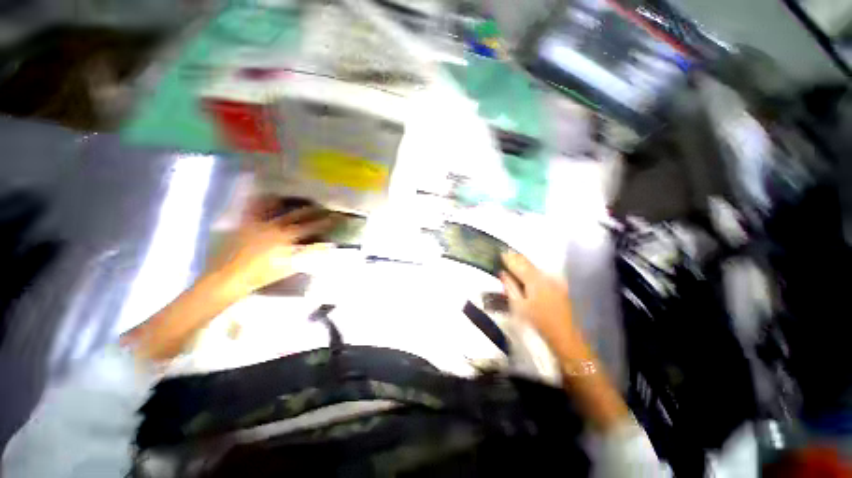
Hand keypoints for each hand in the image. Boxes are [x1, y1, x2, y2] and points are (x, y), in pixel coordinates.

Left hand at [211, 200, 337, 294]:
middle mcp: (274, 225)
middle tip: (321, 207)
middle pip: (298, 214)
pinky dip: (259, 200)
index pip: (311, 226)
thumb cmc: (262, 275)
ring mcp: (258, 222)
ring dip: (288, 201)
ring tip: (295, 197)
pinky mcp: (244, 223)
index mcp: (287, 237)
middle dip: (312, 210)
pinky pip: (252, 208)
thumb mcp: (290, 267)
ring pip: (275, 206)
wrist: (229, 277)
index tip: (333, 218)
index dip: (324, 222)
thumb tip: (326, 245)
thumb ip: (309, 255)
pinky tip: (264, 196)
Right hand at [499, 251, 590, 361]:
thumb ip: (510, 287)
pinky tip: (527, 273)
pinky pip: (541, 272)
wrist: (564, 335)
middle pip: (527, 262)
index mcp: (534, 280)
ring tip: (513, 261)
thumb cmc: (537, 322)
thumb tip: (503, 273)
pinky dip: (532, 270)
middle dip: (516, 257)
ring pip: (535, 266)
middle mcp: (545, 276)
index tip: (500, 252)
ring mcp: (554, 280)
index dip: (508, 257)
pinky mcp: (559, 285)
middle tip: (505, 253)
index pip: (518, 263)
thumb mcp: (518, 306)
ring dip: (523, 263)